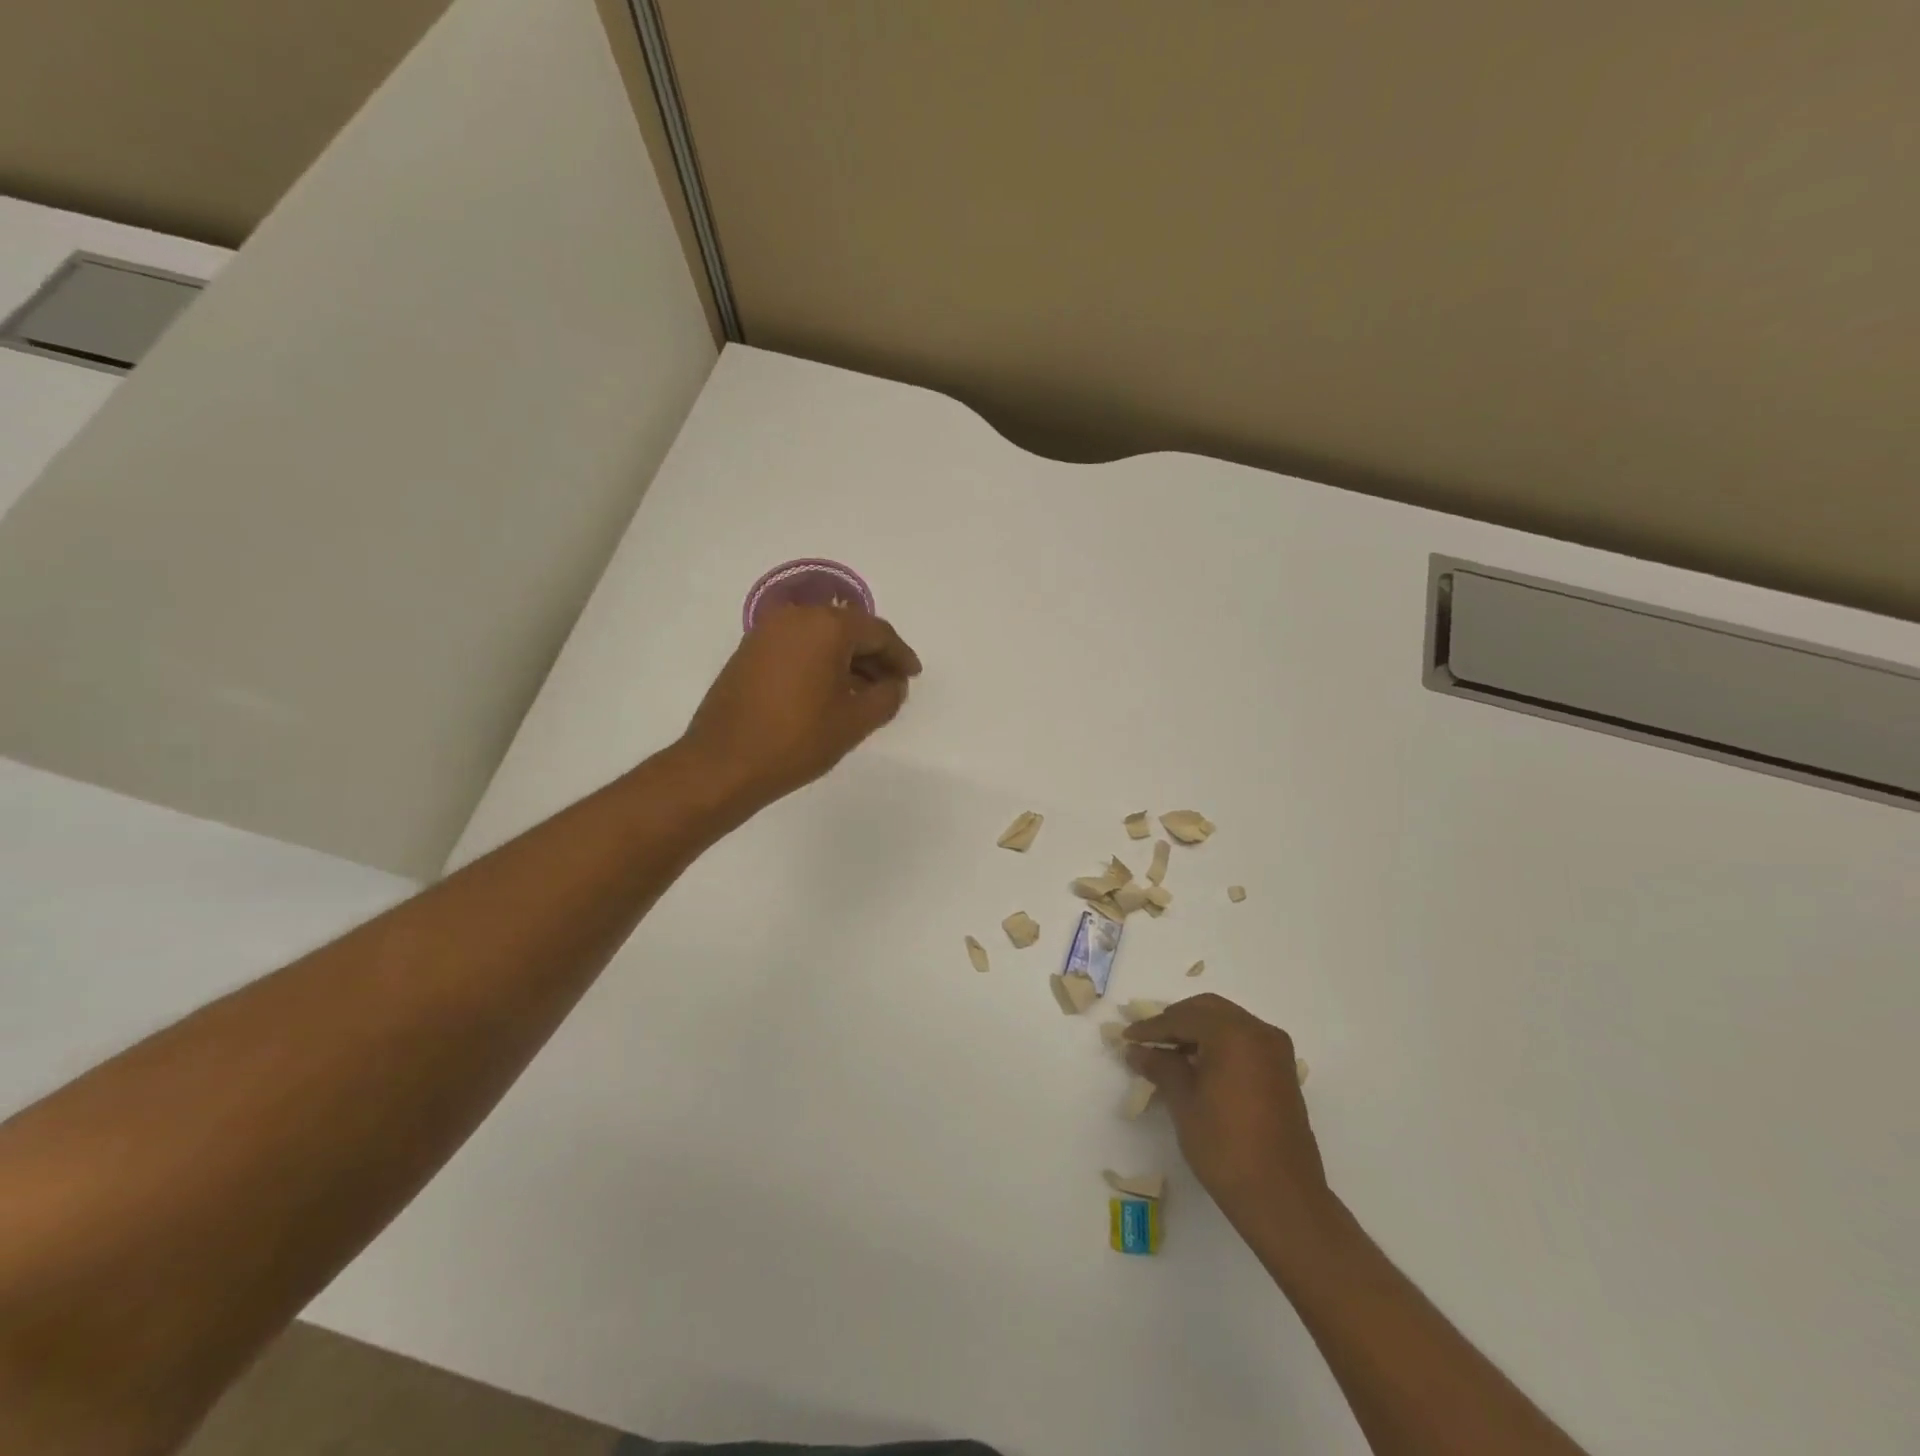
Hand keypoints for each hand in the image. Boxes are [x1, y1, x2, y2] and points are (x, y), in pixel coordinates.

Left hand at [681, 605, 922, 807]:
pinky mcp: (749, 652)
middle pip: (848, 629)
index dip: (900, 655)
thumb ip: (887, 696)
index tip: (913, 676)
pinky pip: (797, 648)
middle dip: (874, 656)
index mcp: (825, 626)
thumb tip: (893, 683)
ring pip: (821, 638)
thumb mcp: (855, 721)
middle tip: (891, 686)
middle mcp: (795, 617)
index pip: (877, 632)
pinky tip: (829, 693)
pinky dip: (819, 663)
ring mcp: (766, 633)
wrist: (723, 763)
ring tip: (863, 694)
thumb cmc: (797, 740)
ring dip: (846, 660)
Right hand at [1124, 994, 1330, 1237]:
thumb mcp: (1183, 1102)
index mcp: (1234, 1033)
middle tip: (1149, 1039)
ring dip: (1198, 1031)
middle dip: (1176, 1021)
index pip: (1183, 1018)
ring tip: (1169, 1053)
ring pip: (1228, 1023)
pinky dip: (1218, 1044)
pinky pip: (1243, 1041)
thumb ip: (1160, 1066)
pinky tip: (1198, 1065)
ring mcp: (1275, 1051)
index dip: (1152, 1027)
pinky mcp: (1282, 1072)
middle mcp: (1259, 1032)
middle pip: (1208, 1010)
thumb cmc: (1225, 1146)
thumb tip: (1137, 1050)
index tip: (1127, 1036)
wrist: (1282, 1198)